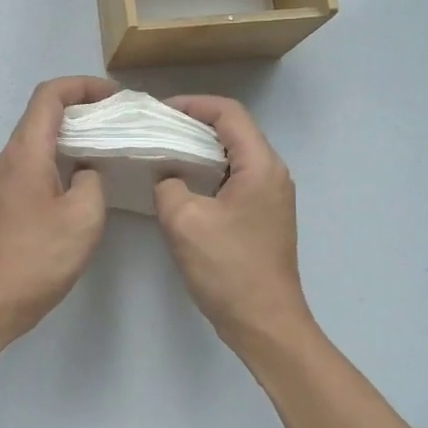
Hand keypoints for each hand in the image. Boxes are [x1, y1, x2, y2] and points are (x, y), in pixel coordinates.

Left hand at [0, 76, 116, 338]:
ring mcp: (3, 179)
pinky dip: (60, 156)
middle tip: (117, 120)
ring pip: (37, 138)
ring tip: (106, 144)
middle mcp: (9, 157)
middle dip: (80, 107)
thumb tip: (85, 171)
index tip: (114, 98)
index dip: (82, 86)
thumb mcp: (83, 217)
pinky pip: (34, 161)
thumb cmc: (39, 257)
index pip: (49, 95)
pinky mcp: (5, 199)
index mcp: (26, 152)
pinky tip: (83, 176)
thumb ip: (91, 181)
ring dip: (70, 133)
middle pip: (42, 113)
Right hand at [153, 95, 313, 345]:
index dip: (193, 104)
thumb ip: (168, 186)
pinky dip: (207, 172)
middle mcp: (272, 173)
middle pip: (233, 131)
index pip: (229, 113)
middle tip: (155, 130)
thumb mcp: (184, 221)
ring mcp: (270, 196)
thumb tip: (167, 176)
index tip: (159, 111)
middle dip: (193, 124)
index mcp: (261, 166)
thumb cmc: (228, 268)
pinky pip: (233, 179)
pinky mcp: (263, 216)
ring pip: (232, 156)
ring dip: (199, 150)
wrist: (264, 322)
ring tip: (162, 153)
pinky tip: (180, 185)